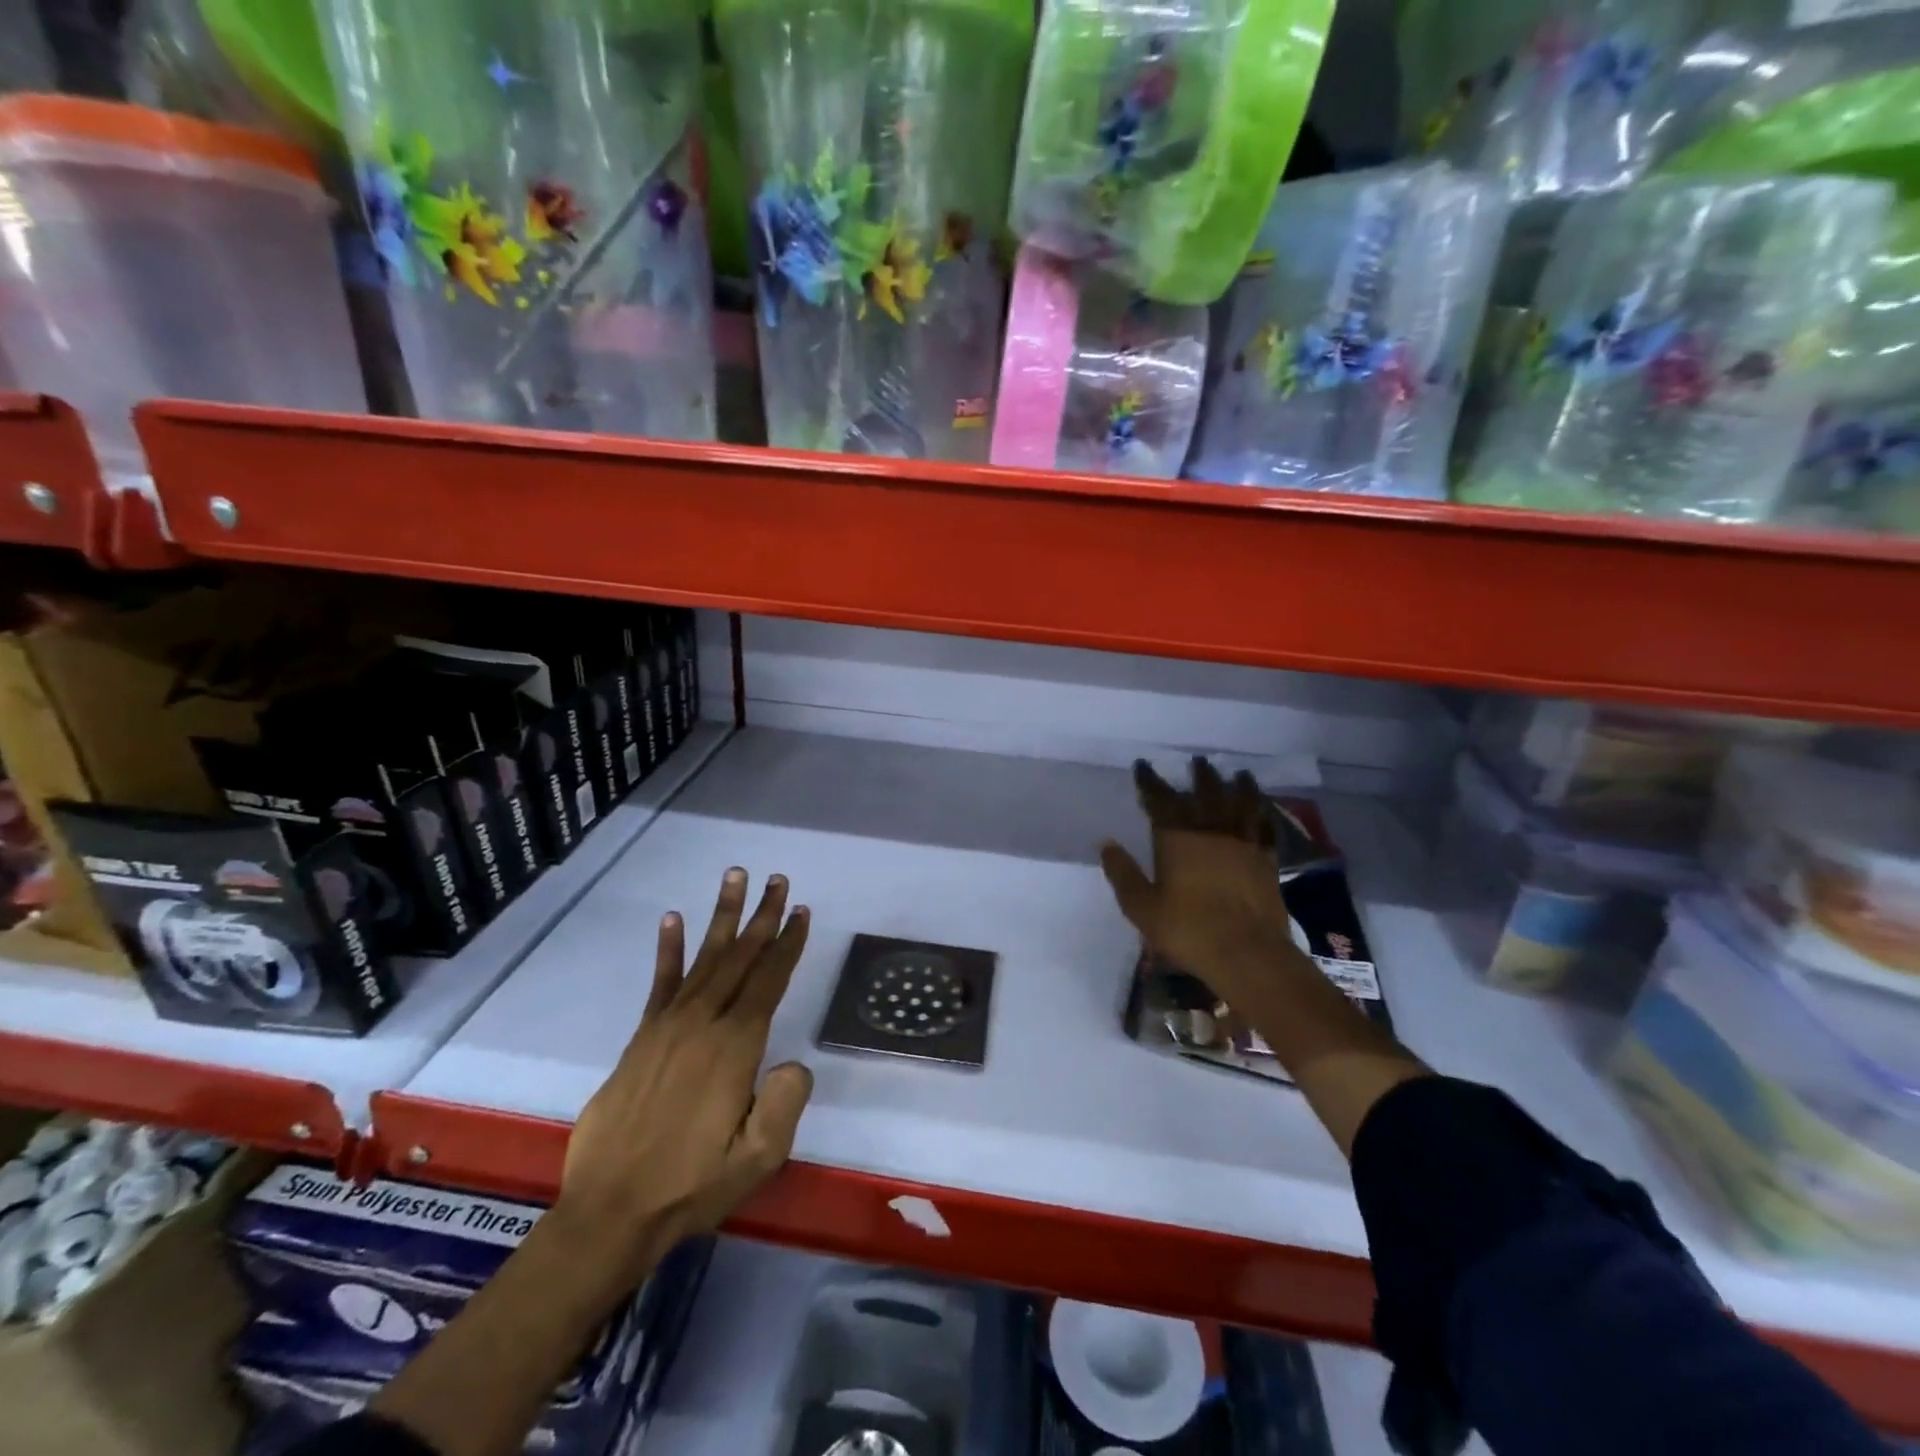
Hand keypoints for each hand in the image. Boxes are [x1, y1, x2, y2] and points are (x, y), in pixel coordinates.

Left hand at [557, 868, 812, 1287]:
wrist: (610, 1212)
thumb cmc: (691, 1186)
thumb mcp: (758, 1159)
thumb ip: (785, 1105)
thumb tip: (794, 1064)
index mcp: (735, 1048)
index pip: (768, 981)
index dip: (787, 944)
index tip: (800, 911)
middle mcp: (703, 1024)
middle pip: (740, 957)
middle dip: (761, 917)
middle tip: (776, 879)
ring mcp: (668, 1027)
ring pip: (705, 958)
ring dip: (723, 917)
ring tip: (734, 877)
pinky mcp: (642, 1038)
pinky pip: (660, 983)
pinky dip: (668, 949)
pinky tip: (672, 919)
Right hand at [1100, 759, 1315, 1016]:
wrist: (1248, 953)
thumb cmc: (1188, 930)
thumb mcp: (1142, 907)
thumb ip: (1123, 874)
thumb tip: (1107, 844)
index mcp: (1177, 838)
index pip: (1160, 799)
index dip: (1150, 781)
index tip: (1144, 765)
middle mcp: (1211, 831)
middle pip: (1206, 793)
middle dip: (1200, 775)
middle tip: (1198, 761)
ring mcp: (1243, 843)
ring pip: (1241, 804)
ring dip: (1238, 786)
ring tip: (1238, 773)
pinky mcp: (1267, 861)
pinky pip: (1265, 828)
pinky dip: (1263, 815)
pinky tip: (1264, 811)